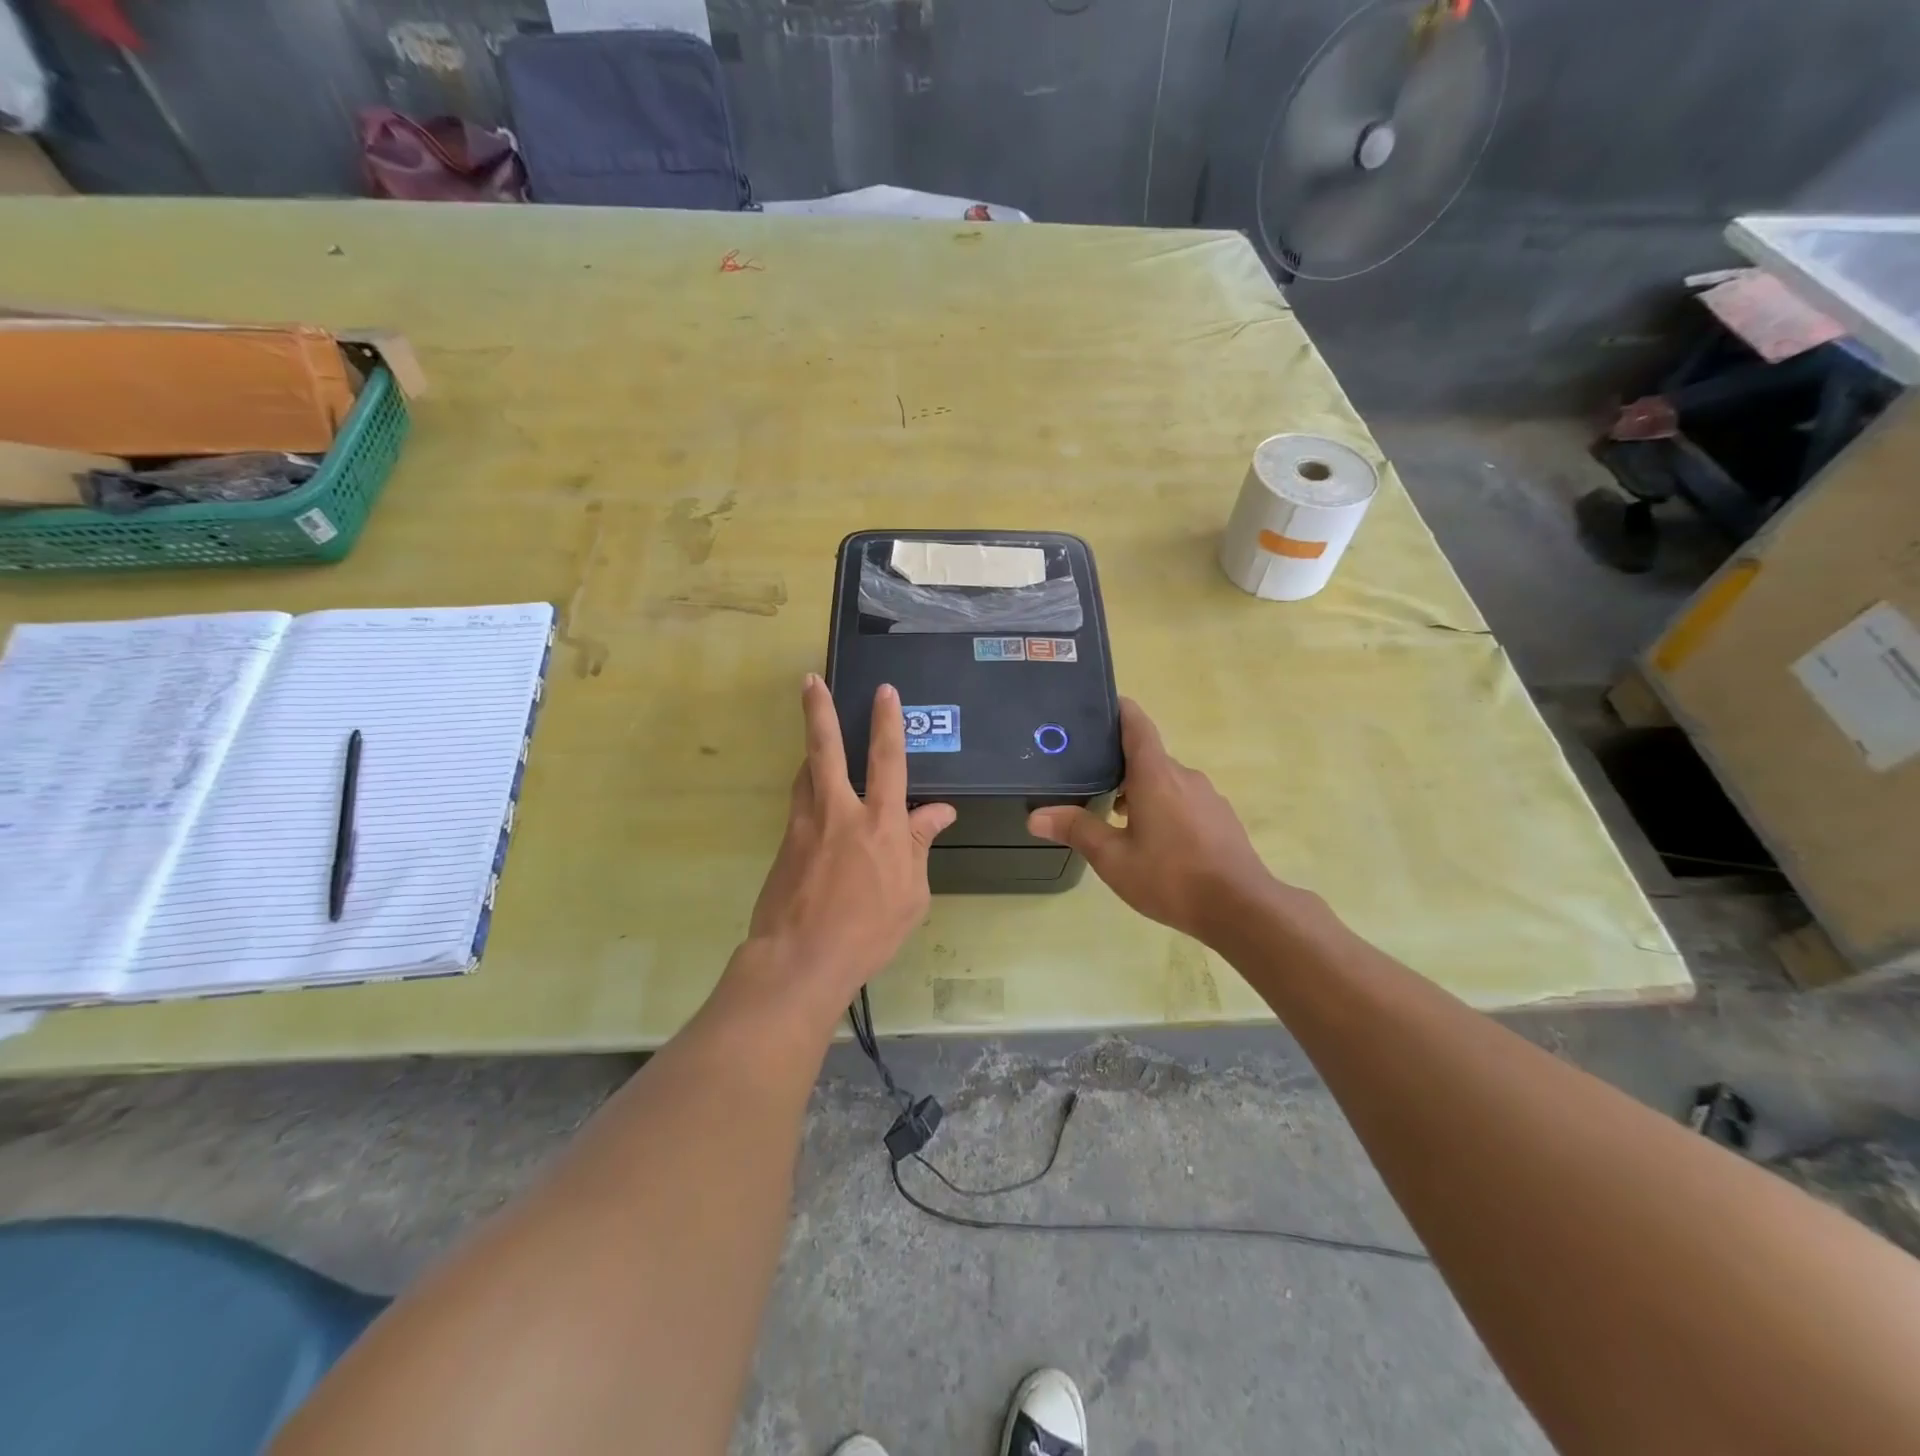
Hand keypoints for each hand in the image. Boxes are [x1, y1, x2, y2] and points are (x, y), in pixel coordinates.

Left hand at [742, 675, 955, 1009]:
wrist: (801, 959)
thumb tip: (939, 812)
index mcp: (880, 824)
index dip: (888, 723)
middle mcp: (840, 813)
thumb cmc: (868, 931)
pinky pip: (800, 804)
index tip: (884, 692)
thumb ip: (920, 846)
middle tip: (810, 681)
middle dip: (819, 711)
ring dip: (811, 750)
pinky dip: (809, 790)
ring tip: (814, 734)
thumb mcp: (912, 895)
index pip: (888, 760)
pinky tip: (814, 797)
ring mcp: (806, 825)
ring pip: (806, 773)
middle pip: (827, 750)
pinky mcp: (785, 843)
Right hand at [1027, 698, 1288, 945]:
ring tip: (1115, 816)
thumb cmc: (1171, 877)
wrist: (1240, 908)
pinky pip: (1184, 800)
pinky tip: (1153, 841)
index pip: (1137, 725)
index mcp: (1155, 775)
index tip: (1097, 707)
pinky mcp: (1220, 818)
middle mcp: (1183, 776)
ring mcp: (1207, 797)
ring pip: (1166, 781)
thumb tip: (1035, 816)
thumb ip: (1077, 831)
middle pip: (1147, 756)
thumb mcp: (1114, 858)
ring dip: (1141, 790)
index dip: (1118, 710)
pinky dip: (1163, 807)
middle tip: (1088, 778)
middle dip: (1119, 764)